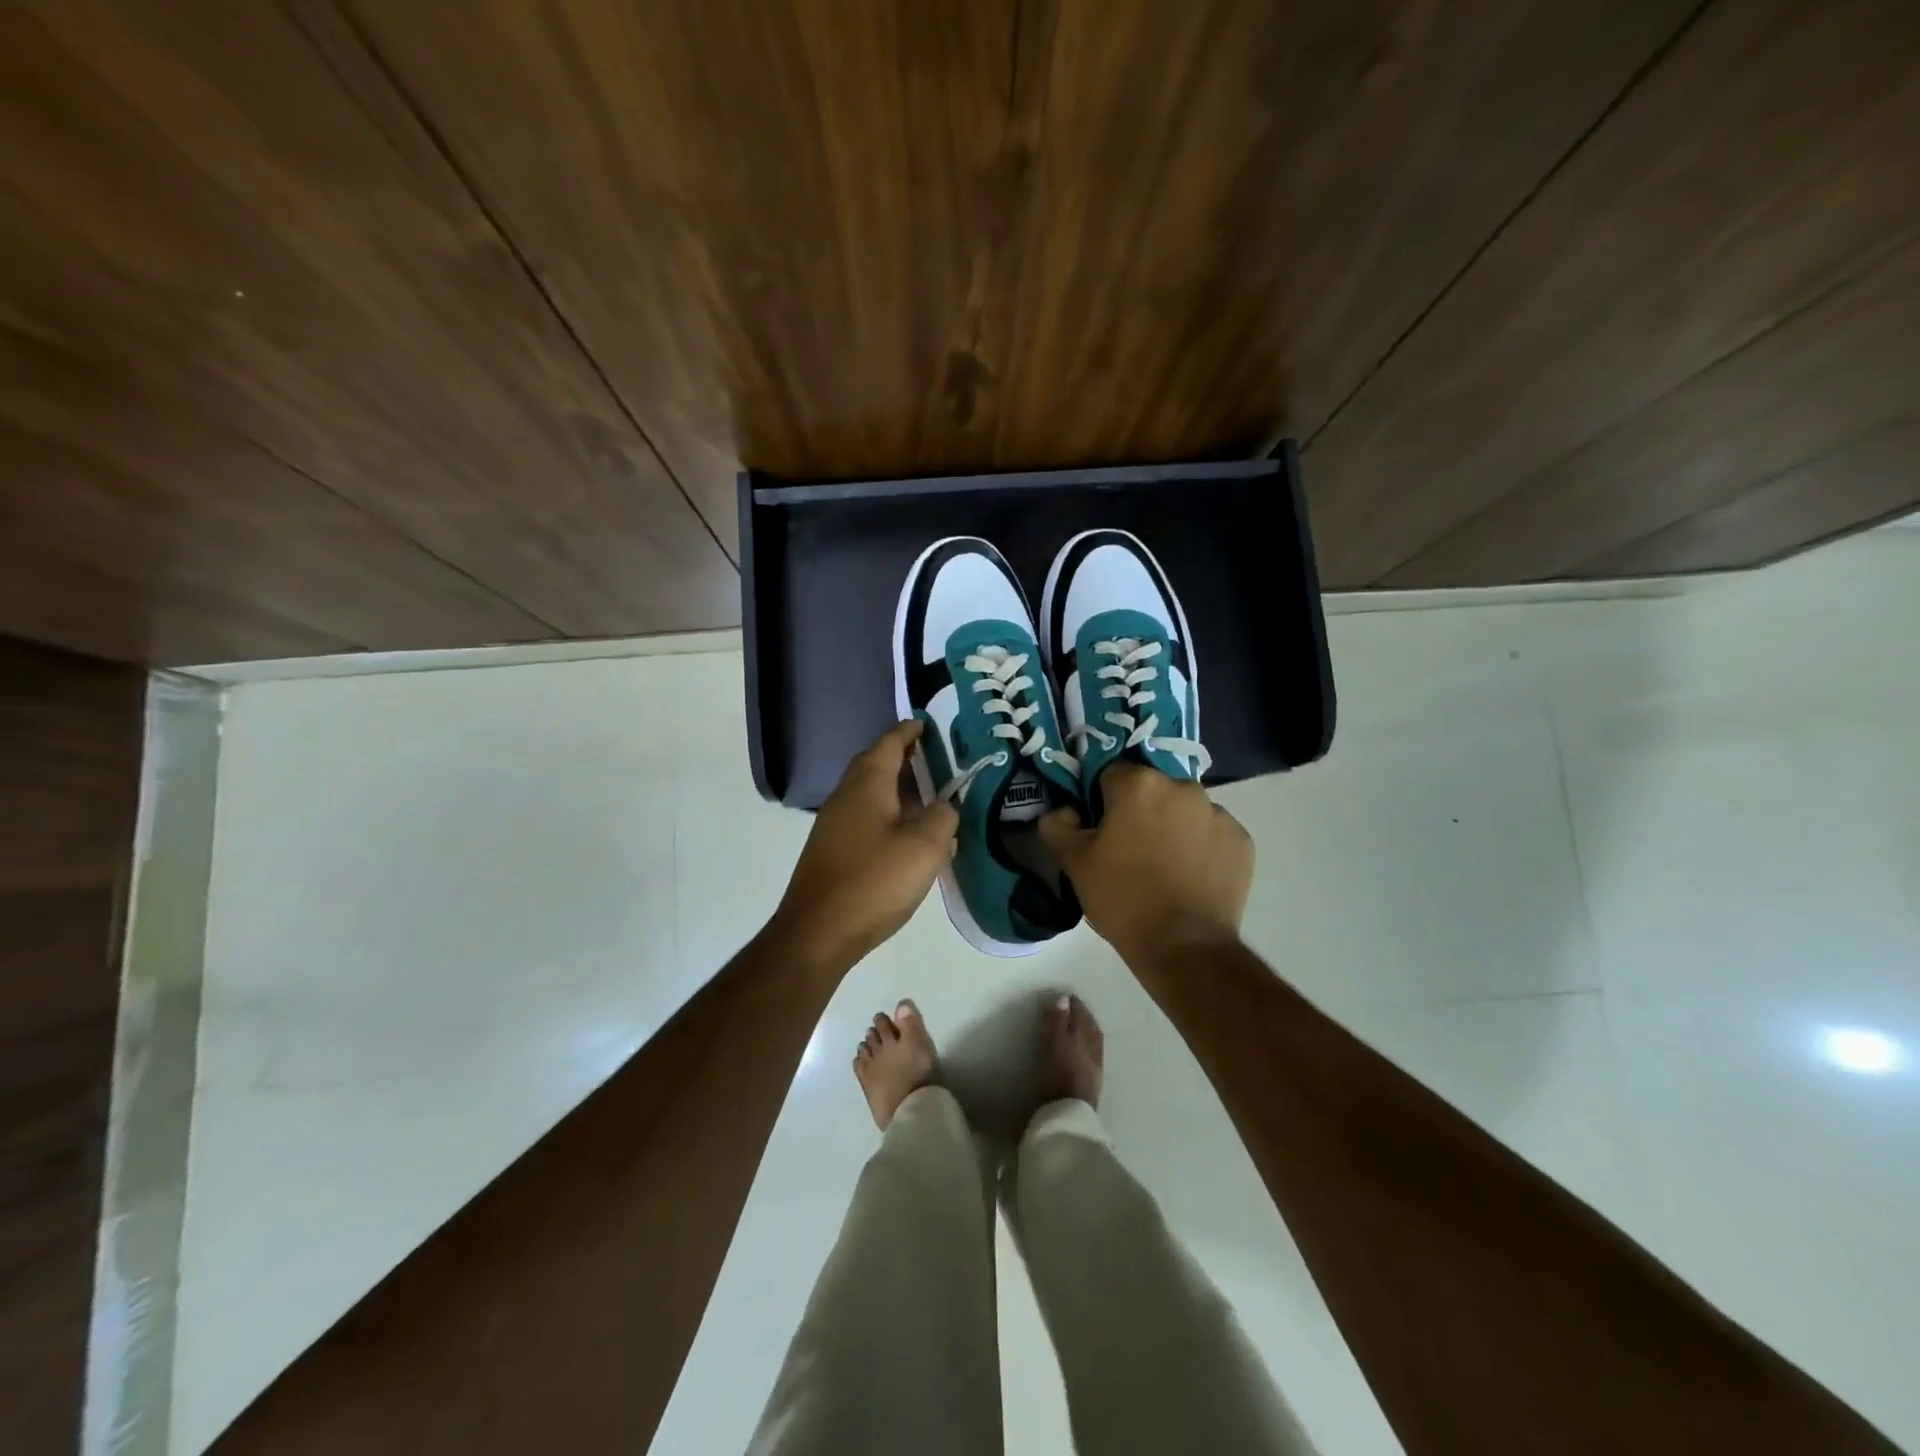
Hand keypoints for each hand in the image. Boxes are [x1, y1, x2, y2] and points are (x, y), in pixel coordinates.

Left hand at [771, 720, 958, 972]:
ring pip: (867, 791)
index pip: (889, 743)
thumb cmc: (874, 881)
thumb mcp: (924, 847)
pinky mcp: (832, 849)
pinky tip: (904, 834)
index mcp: (867, 785)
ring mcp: (834, 824)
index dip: (909, 731)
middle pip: (873, 763)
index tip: (926, 724)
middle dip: (900, 756)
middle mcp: (846, 796)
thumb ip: (942, 817)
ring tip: (925, 794)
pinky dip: (885, 812)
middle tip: (930, 756)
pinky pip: (863, 816)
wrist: (817, 932)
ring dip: (894, 786)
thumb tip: (945, 805)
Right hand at [1039, 763, 1252, 962]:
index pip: (1111, 773)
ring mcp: (1218, 813)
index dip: (1101, 799)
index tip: (1100, 828)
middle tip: (1130, 848)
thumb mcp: (1074, 863)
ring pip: (1184, 809)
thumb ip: (1058, 825)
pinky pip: (1212, 833)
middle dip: (1140, 809)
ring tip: (1164, 866)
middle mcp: (1183, 787)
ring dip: (1173, 825)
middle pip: (1152, 789)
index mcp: (1139, 784)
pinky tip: (1190, 876)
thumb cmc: (1123, 898)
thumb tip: (1063, 811)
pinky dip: (1201, 846)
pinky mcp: (1241, 840)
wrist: (1183, 946)